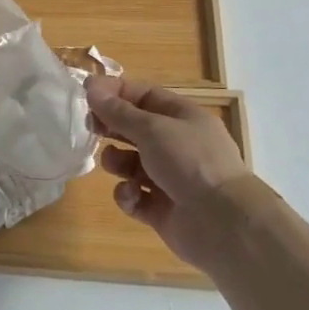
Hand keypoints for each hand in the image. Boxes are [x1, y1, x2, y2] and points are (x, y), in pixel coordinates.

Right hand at [86, 76, 270, 275]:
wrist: (223, 223)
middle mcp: (176, 144)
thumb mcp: (152, 128)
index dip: (115, 92)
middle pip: (135, 128)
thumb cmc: (190, 162)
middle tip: (90, 127)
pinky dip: (128, 194)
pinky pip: (134, 195)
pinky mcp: (161, 209)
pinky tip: (132, 195)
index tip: (85, 92)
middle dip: (111, 126)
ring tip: (114, 165)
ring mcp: (169, 178)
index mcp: (182, 117)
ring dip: (117, 162)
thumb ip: (118, 111)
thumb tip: (91, 86)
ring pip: (130, 163)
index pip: (143, 95)